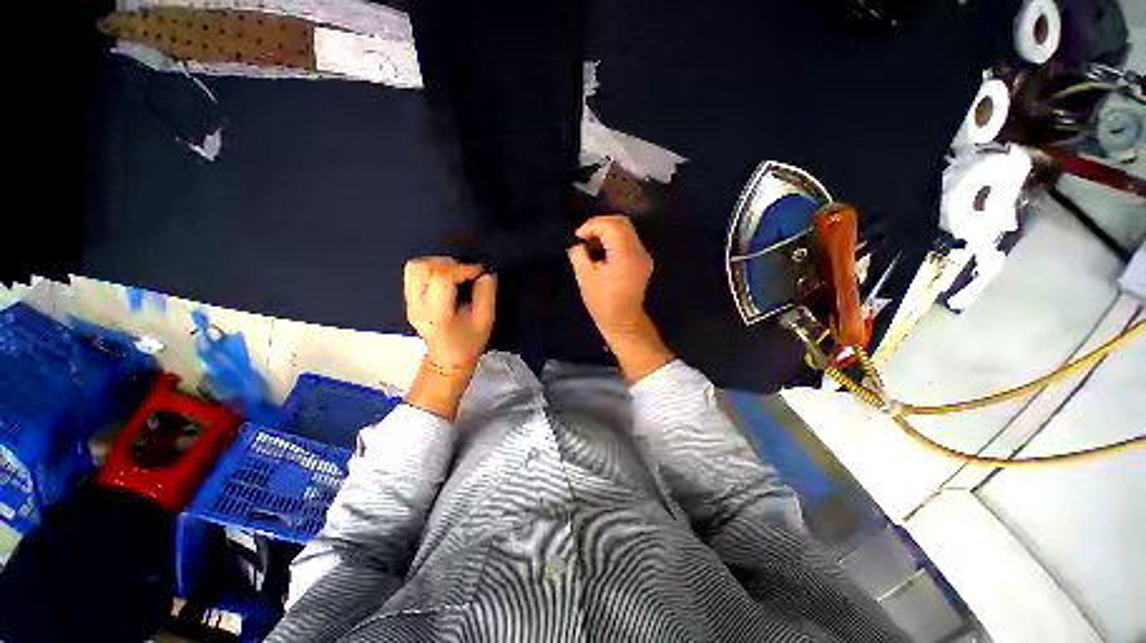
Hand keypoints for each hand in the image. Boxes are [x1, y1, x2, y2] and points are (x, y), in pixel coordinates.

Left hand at [404, 257, 496, 374]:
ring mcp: (409, 302)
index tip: (479, 270)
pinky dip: (431, 268)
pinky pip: (413, 273)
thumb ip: (486, 296)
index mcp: (437, 314)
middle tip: (466, 271)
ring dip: (438, 263)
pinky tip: (445, 277)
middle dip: (449, 263)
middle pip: (423, 268)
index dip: (463, 268)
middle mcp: (418, 306)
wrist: (447, 360)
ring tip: (455, 272)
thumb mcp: (485, 322)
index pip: (442, 278)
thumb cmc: (467, 344)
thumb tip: (486, 274)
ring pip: (415, 267)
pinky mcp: (408, 299)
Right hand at [567, 215, 653, 338]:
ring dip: (607, 231)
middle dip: (600, 224)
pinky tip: (602, 249)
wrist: (624, 321)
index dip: (592, 226)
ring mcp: (643, 256)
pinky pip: (629, 240)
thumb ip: (579, 256)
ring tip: (591, 242)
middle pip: (622, 223)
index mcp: (625, 256)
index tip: (579, 236)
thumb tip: (578, 244)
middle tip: (584, 235)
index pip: (611, 226)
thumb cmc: (603, 303)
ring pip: (626, 230)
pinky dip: (614, 238)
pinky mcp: (643, 260)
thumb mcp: (585, 279)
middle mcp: (638, 252)